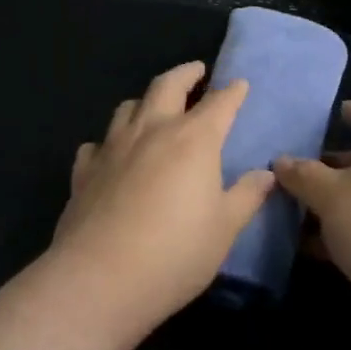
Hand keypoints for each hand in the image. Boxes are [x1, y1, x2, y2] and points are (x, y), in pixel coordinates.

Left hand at [48, 61, 274, 322]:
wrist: (100, 279)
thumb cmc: (175, 253)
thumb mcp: (224, 228)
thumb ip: (246, 196)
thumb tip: (266, 174)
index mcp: (193, 140)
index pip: (219, 104)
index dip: (232, 92)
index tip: (239, 84)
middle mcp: (151, 131)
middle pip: (167, 86)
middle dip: (185, 74)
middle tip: (196, 70)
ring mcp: (112, 148)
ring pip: (128, 107)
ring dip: (145, 101)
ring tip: (154, 106)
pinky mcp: (84, 171)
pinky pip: (97, 144)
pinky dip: (109, 142)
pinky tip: (111, 154)